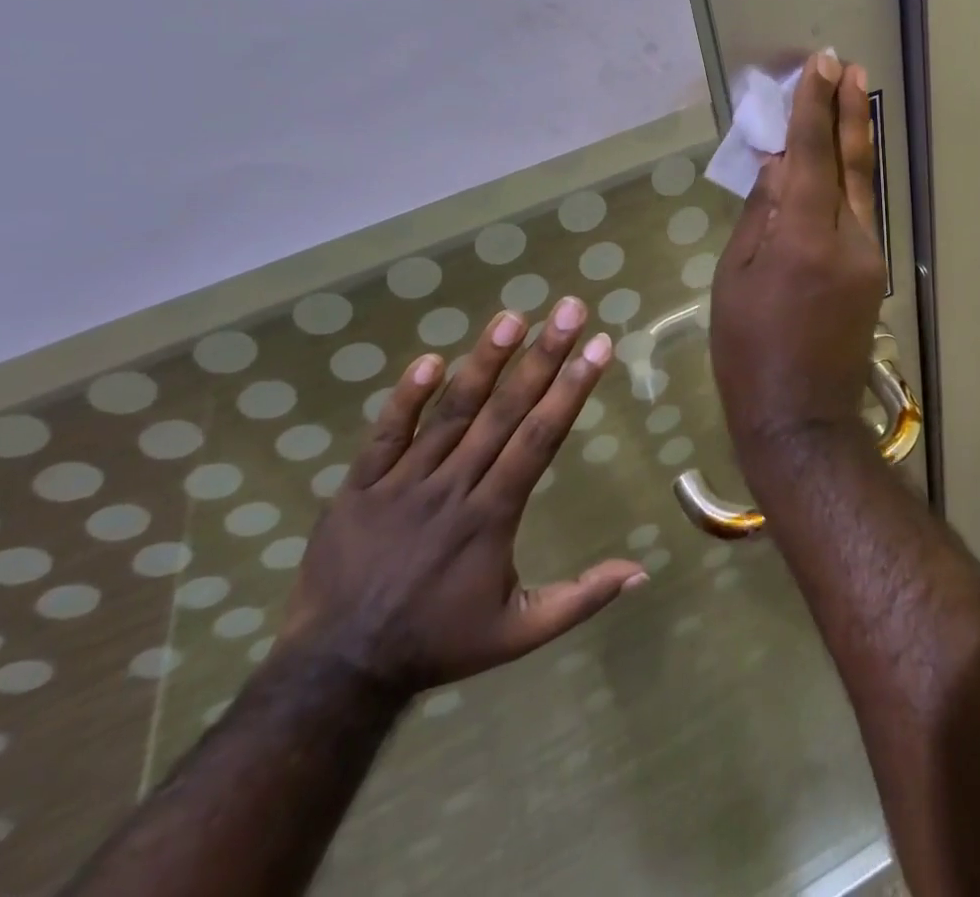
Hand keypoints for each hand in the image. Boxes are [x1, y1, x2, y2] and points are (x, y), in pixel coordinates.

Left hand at [276, 299, 644, 698]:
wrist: (337, 670)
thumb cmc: (438, 642)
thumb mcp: (519, 634)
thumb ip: (581, 599)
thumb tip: (642, 570)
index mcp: (491, 516)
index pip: (540, 438)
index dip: (571, 389)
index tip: (598, 346)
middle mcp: (453, 488)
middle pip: (504, 411)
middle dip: (543, 356)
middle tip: (569, 309)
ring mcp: (402, 483)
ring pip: (450, 413)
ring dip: (483, 362)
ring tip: (512, 317)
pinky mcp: (359, 487)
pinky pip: (384, 435)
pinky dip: (405, 398)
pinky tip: (428, 359)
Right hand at [709, 52, 887, 450]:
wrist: (801, 418)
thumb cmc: (748, 350)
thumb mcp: (736, 277)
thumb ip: (762, 215)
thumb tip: (779, 164)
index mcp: (806, 238)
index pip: (813, 155)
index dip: (814, 107)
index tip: (819, 66)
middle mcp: (850, 239)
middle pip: (853, 162)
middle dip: (850, 111)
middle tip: (850, 68)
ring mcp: (870, 257)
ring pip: (863, 186)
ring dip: (855, 141)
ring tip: (850, 100)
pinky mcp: (874, 273)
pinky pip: (861, 214)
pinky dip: (849, 181)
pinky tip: (838, 164)